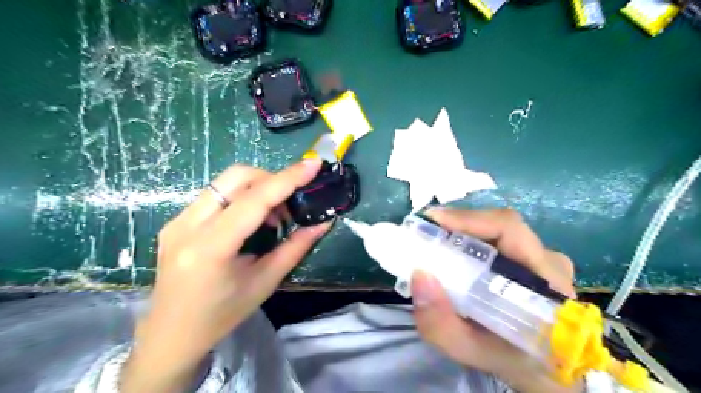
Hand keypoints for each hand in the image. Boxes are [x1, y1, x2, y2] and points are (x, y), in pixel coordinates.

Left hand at [121, 159, 331, 392]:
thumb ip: (296, 247)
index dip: (287, 179)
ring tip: (273, 216)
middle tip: (290, 204)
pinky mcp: (176, 220)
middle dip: (271, 180)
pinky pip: (216, 194)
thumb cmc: (222, 315)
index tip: (314, 165)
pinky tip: (251, 220)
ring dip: (257, 188)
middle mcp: (187, 225)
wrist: (171, 334)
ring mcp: (177, 220)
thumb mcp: (265, 282)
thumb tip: (323, 222)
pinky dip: (242, 197)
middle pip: (236, 177)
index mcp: (210, 247)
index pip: (254, 200)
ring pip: (225, 182)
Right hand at [409, 209, 577, 392]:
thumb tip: (419, 275)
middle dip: (457, 225)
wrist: (544, 370)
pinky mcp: (533, 260)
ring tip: (434, 242)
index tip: (431, 220)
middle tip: (425, 234)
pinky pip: (498, 239)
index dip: (468, 218)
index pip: (508, 229)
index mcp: (545, 280)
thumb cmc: (513, 361)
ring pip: (497, 231)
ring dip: (462, 232)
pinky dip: (470, 241)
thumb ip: (441, 325)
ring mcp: (543, 258)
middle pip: (498, 225)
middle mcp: (548, 260)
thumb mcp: (472, 352)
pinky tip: (453, 252)